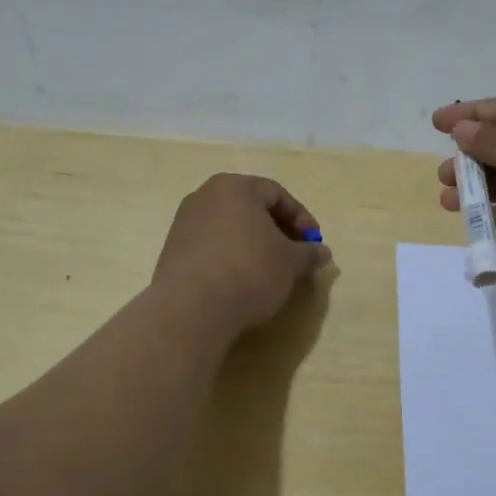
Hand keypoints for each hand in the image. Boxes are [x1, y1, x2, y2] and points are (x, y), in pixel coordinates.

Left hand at [153, 174, 331, 333]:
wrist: (191, 308)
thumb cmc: (249, 271)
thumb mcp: (290, 263)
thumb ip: (308, 253)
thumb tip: (322, 253)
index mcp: (236, 187)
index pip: (277, 194)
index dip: (301, 218)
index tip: (313, 243)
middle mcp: (205, 196)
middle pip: (251, 208)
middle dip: (277, 230)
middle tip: (294, 256)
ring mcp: (184, 222)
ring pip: (230, 227)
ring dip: (253, 244)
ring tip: (269, 271)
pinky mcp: (172, 249)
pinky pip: (211, 245)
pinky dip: (230, 256)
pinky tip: (240, 281)